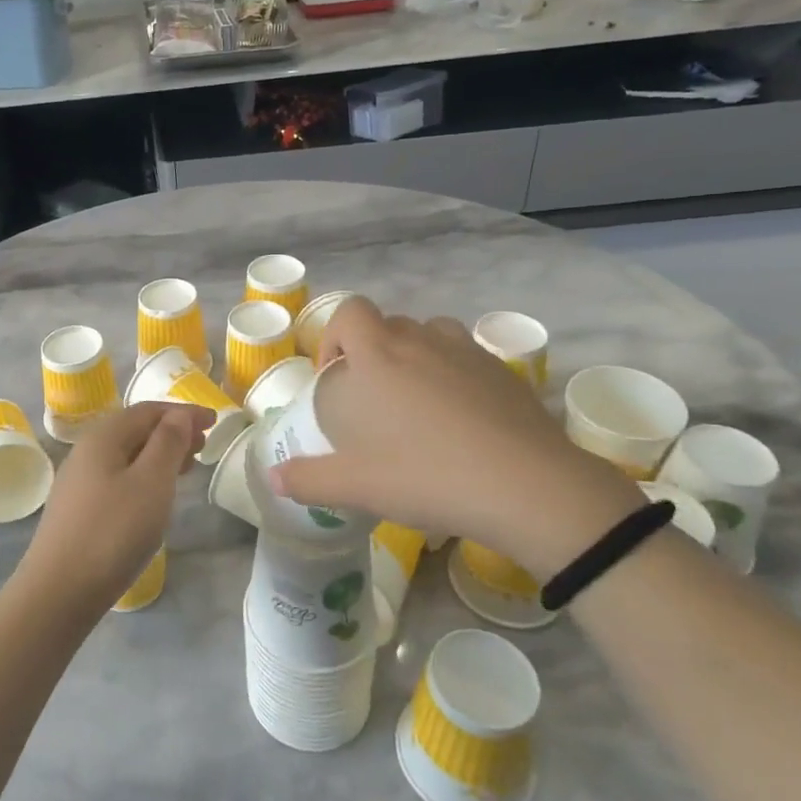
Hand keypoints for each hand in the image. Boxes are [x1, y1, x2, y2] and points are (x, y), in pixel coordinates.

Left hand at [17, 403, 209, 613]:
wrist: (59, 591)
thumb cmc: (113, 532)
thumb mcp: (151, 482)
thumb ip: (167, 443)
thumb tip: (178, 415)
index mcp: (104, 437)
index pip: (148, 411)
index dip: (183, 411)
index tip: (215, 420)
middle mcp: (87, 451)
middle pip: (135, 429)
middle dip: (172, 431)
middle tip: (204, 445)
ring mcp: (79, 481)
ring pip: (127, 455)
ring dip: (159, 454)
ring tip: (187, 467)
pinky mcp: (78, 508)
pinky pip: (118, 476)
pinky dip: (144, 475)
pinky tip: (155, 495)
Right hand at [268, 298, 642, 577]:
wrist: (527, 488)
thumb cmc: (427, 476)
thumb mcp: (357, 486)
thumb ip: (309, 480)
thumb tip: (273, 479)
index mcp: (379, 356)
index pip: (350, 312)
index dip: (335, 336)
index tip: (335, 376)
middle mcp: (421, 341)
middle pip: (388, 323)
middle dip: (372, 351)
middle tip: (373, 399)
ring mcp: (468, 352)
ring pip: (431, 335)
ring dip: (415, 356)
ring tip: (417, 402)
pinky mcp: (505, 372)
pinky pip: (467, 358)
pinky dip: (455, 374)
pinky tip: (461, 419)